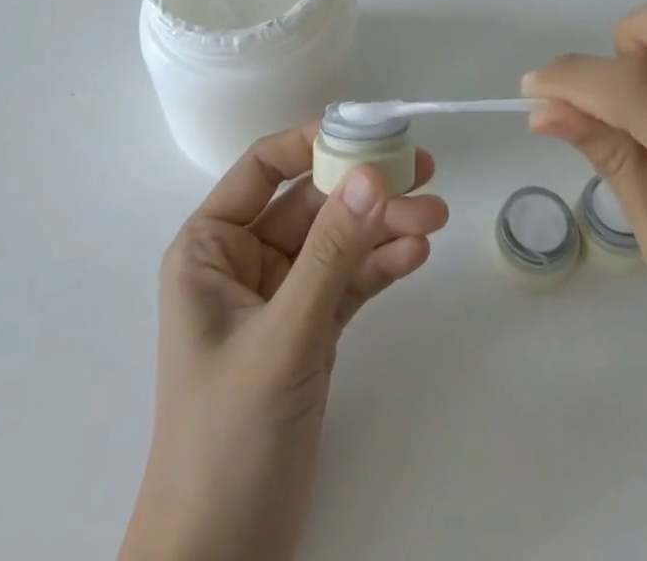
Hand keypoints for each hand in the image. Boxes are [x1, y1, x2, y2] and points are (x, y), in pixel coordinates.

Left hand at [121, 125, 449, 560]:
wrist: (223, 559)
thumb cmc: (228, 436)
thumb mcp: (283, 336)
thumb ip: (331, 253)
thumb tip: (373, 174)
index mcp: (210, 247)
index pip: (263, 169)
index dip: (312, 142)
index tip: (367, 129)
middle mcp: (244, 261)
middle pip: (311, 203)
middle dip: (365, 192)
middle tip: (424, 173)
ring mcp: (280, 297)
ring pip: (337, 242)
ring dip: (383, 228)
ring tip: (436, 218)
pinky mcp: (309, 330)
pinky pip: (348, 282)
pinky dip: (380, 267)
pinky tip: (415, 255)